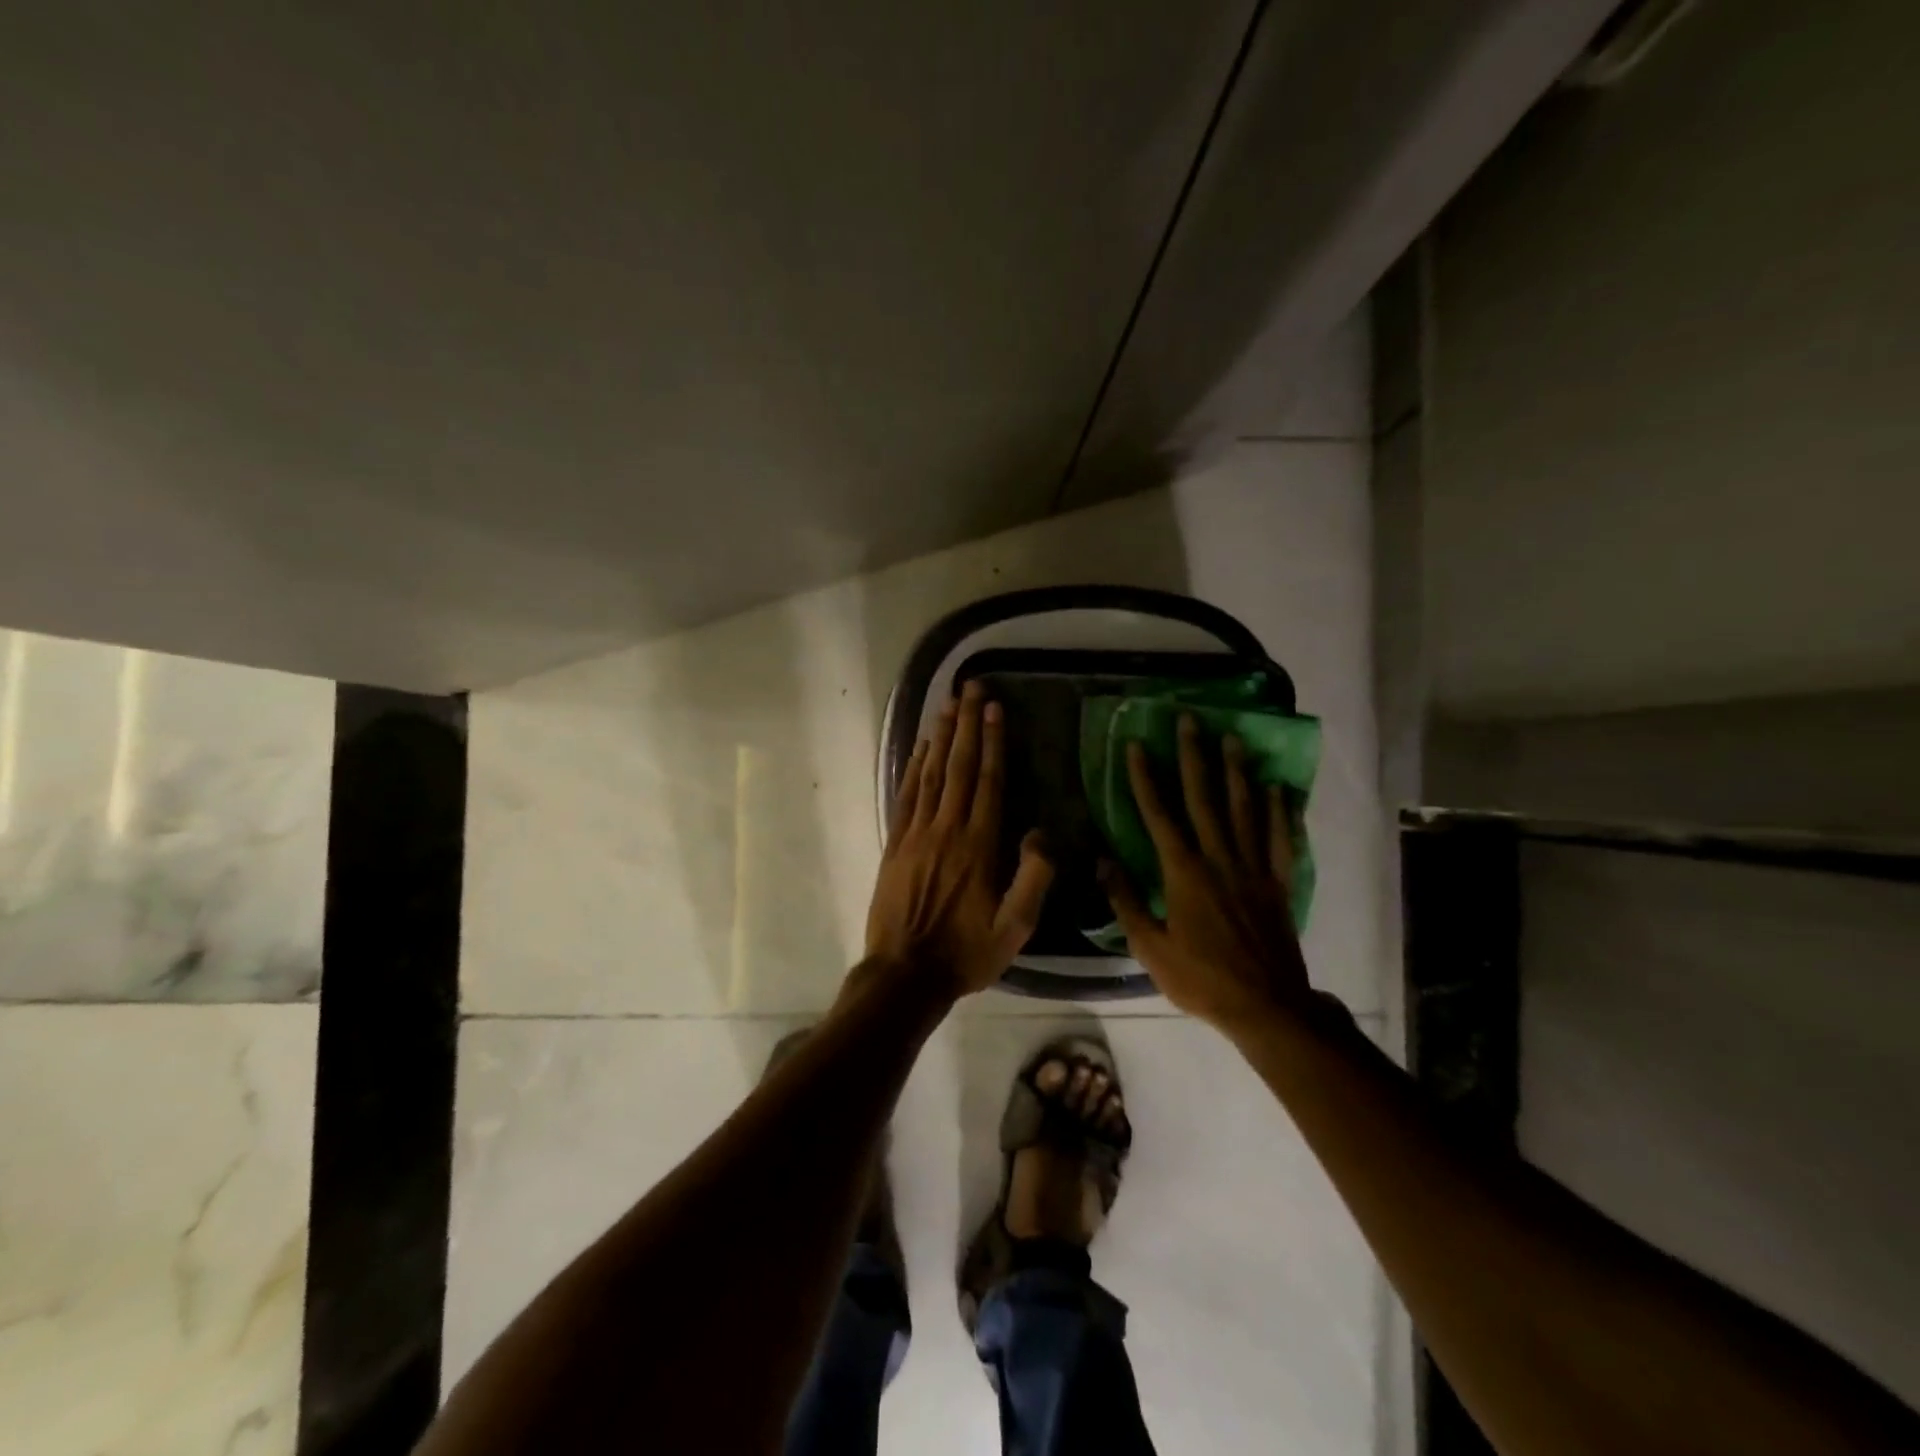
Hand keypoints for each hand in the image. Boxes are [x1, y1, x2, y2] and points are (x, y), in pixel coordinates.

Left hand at [863, 681, 1053, 998]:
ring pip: (931, 774)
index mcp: (979, 846)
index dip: (992, 741)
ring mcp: (916, 834)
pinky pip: (906, 795)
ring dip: (940, 736)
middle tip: (971, 687)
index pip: (988, 781)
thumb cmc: (966, 953)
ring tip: (947, 703)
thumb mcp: (1015, 929)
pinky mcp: (895, 844)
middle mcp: (947, 829)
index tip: (994, 707)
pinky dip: (914, 767)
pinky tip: (921, 747)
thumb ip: (1033, 879)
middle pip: (958, 766)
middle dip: (966, 724)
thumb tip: (1041, 834)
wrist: (905, 974)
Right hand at [1100, 714, 1311, 1030]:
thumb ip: (1125, 900)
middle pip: (1203, 798)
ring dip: (1236, 771)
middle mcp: (1219, 859)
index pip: (1158, 814)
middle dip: (1193, 756)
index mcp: (1183, 873)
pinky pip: (1279, 838)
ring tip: (1232, 738)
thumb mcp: (1150, 947)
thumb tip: (1103, 860)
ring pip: (1243, 809)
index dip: (1144, 778)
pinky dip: (1278, 811)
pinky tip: (1276, 787)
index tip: (1136, 745)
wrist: (1266, 1006)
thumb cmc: (1201, 979)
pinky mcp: (1279, 882)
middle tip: (1190, 720)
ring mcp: (1253, 868)